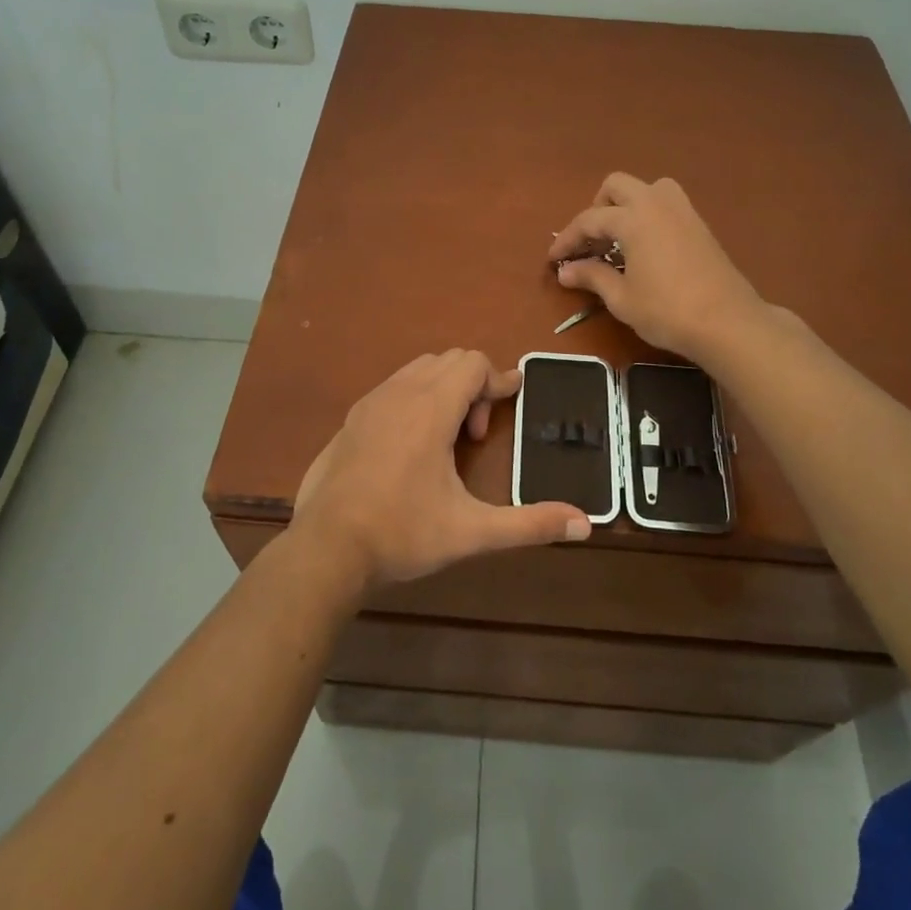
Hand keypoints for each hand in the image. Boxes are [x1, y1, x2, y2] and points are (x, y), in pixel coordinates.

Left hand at [290, 350, 591, 591]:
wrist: (325, 549)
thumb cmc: (402, 533)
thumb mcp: (472, 532)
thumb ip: (530, 524)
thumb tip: (585, 524)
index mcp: (431, 408)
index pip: (472, 362)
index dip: (498, 380)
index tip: (514, 399)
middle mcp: (400, 393)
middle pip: (448, 360)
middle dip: (473, 386)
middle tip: (476, 436)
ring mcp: (370, 403)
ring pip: (418, 370)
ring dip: (443, 390)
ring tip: (448, 440)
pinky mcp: (351, 419)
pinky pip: (393, 387)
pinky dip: (415, 398)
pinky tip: (412, 447)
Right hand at [548, 174, 767, 361]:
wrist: (727, 322)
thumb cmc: (667, 310)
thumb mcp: (621, 298)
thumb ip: (592, 277)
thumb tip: (564, 271)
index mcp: (633, 218)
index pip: (589, 220)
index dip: (567, 239)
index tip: (554, 259)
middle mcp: (656, 203)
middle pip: (617, 186)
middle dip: (597, 208)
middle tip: (591, 243)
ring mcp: (682, 210)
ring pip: (647, 188)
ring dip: (627, 204)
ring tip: (619, 238)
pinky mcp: (699, 224)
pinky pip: (666, 203)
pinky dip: (648, 214)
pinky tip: (645, 247)